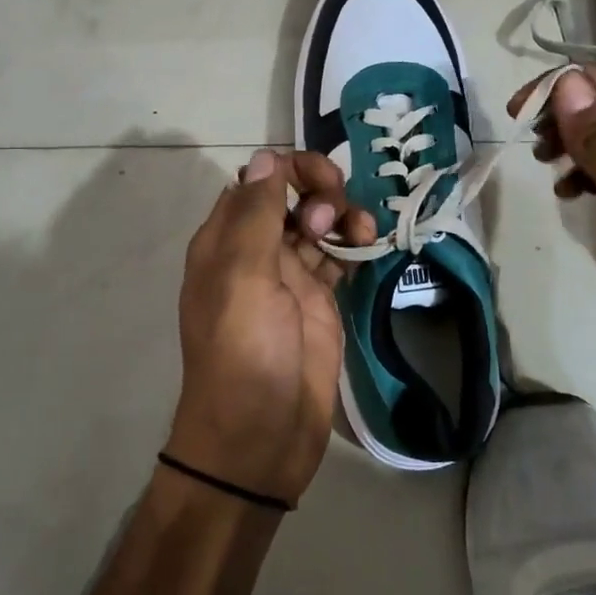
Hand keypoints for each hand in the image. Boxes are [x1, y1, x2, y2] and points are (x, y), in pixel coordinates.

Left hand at [167, 149, 376, 507]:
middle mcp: (256, 252)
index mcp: (226, 241)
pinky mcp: (320, 301)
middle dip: (320, 190)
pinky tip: (369, 245)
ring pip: (318, 224)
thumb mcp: (243, 278)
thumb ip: (255, 215)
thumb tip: (266, 157)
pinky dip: (353, 244)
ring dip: (342, 216)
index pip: (256, 181)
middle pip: (290, 197)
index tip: (320, 182)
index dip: (288, 170)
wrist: (261, 437)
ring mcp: (290, 277)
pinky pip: (337, 257)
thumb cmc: (245, 353)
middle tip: (333, 216)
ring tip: (360, 234)